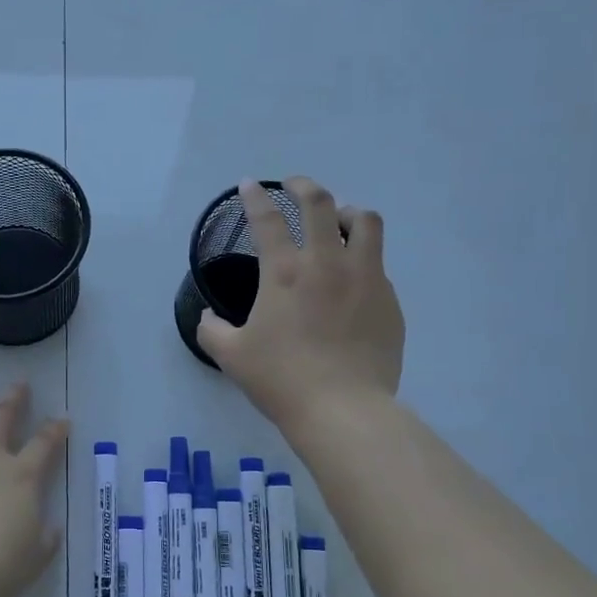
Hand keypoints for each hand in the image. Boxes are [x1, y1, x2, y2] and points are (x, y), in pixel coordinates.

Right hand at [198, 177, 404, 434]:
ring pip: (365, 221)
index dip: (254, 197)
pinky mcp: (389, 300)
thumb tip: (207, 318)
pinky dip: (363, 260)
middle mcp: (327, 263)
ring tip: (338, 221)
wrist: (343, 410)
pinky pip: (378, 265)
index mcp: (284, 273)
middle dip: (303, 186)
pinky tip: (353, 281)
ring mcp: (365, 278)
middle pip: (319, 203)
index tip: (249, 185)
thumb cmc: (281, 379)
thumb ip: (212, 330)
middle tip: (294, 186)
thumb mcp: (231, 356)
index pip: (266, 220)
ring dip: (347, 212)